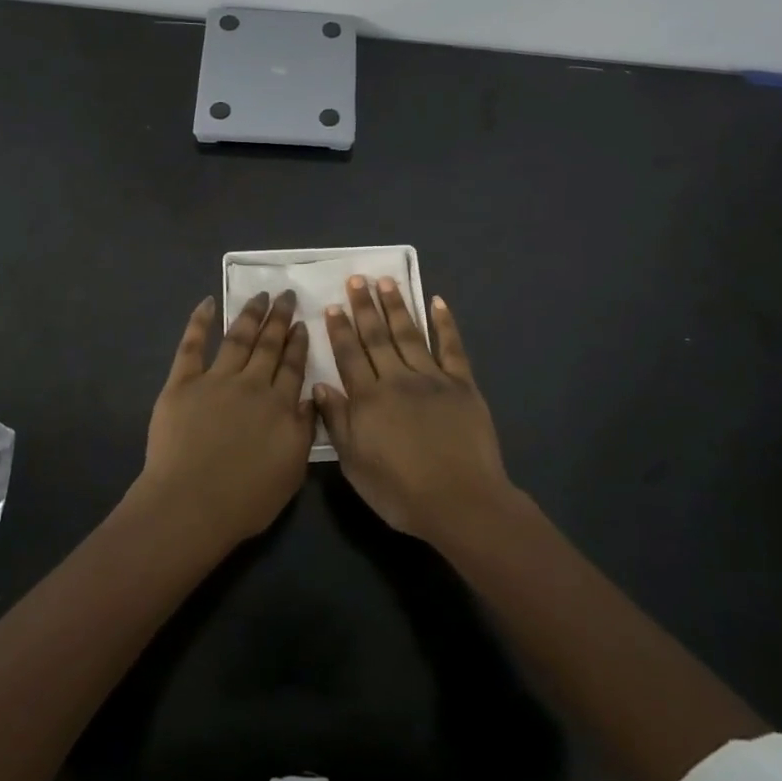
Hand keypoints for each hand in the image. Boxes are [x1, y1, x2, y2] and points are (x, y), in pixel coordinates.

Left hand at [137, 291, 314, 550]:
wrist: (191, 504)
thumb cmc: (246, 498)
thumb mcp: (292, 470)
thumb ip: (305, 430)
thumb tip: (311, 397)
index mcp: (280, 406)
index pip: (293, 366)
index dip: (298, 343)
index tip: (302, 323)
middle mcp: (252, 384)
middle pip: (269, 345)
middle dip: (279, 318)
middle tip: (286, 295)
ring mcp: (215, 380)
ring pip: (237, 338)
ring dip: (250, 314)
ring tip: (260, 295)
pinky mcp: (182, 383)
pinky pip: (192, 346)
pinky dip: (199, 322)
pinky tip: (207, 303)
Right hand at [317, 278, 514, 544]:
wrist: (460, 501)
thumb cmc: (400, 491)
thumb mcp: (355, 464)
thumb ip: (337, 422)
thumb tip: (320, 386)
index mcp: (368, 399)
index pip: (349, 355)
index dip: (339, 329)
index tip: (331, 305)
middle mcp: (397, 379)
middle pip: (377, 337)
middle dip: (364, 307)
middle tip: (357, 279)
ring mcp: (432, 379)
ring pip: (409, 334)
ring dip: (397, 306)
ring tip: (386, 281)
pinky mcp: (462, 384)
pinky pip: (451, 347)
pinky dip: (445, 323)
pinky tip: (437, 302)